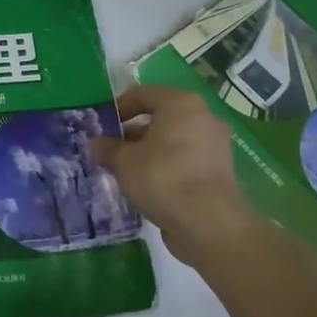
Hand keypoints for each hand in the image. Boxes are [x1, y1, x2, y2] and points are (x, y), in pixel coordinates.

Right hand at [91, 84, 255, 266]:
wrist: (208, 222)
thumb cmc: (162, 177)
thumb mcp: (123, 161)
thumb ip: (107, 148)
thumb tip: (96, 144)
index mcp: (180, 104)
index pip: (143, 94)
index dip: (119, 107)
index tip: (103, 126)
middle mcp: (203, 117)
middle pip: (160, 117)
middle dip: (134, 133)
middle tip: (113, 150)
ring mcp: (215, 145)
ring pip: (174, 141)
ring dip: (150, 151)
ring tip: (127, 171)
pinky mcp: (220, 171)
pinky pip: (186, 160)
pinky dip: (167, 167)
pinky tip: (149, 186)